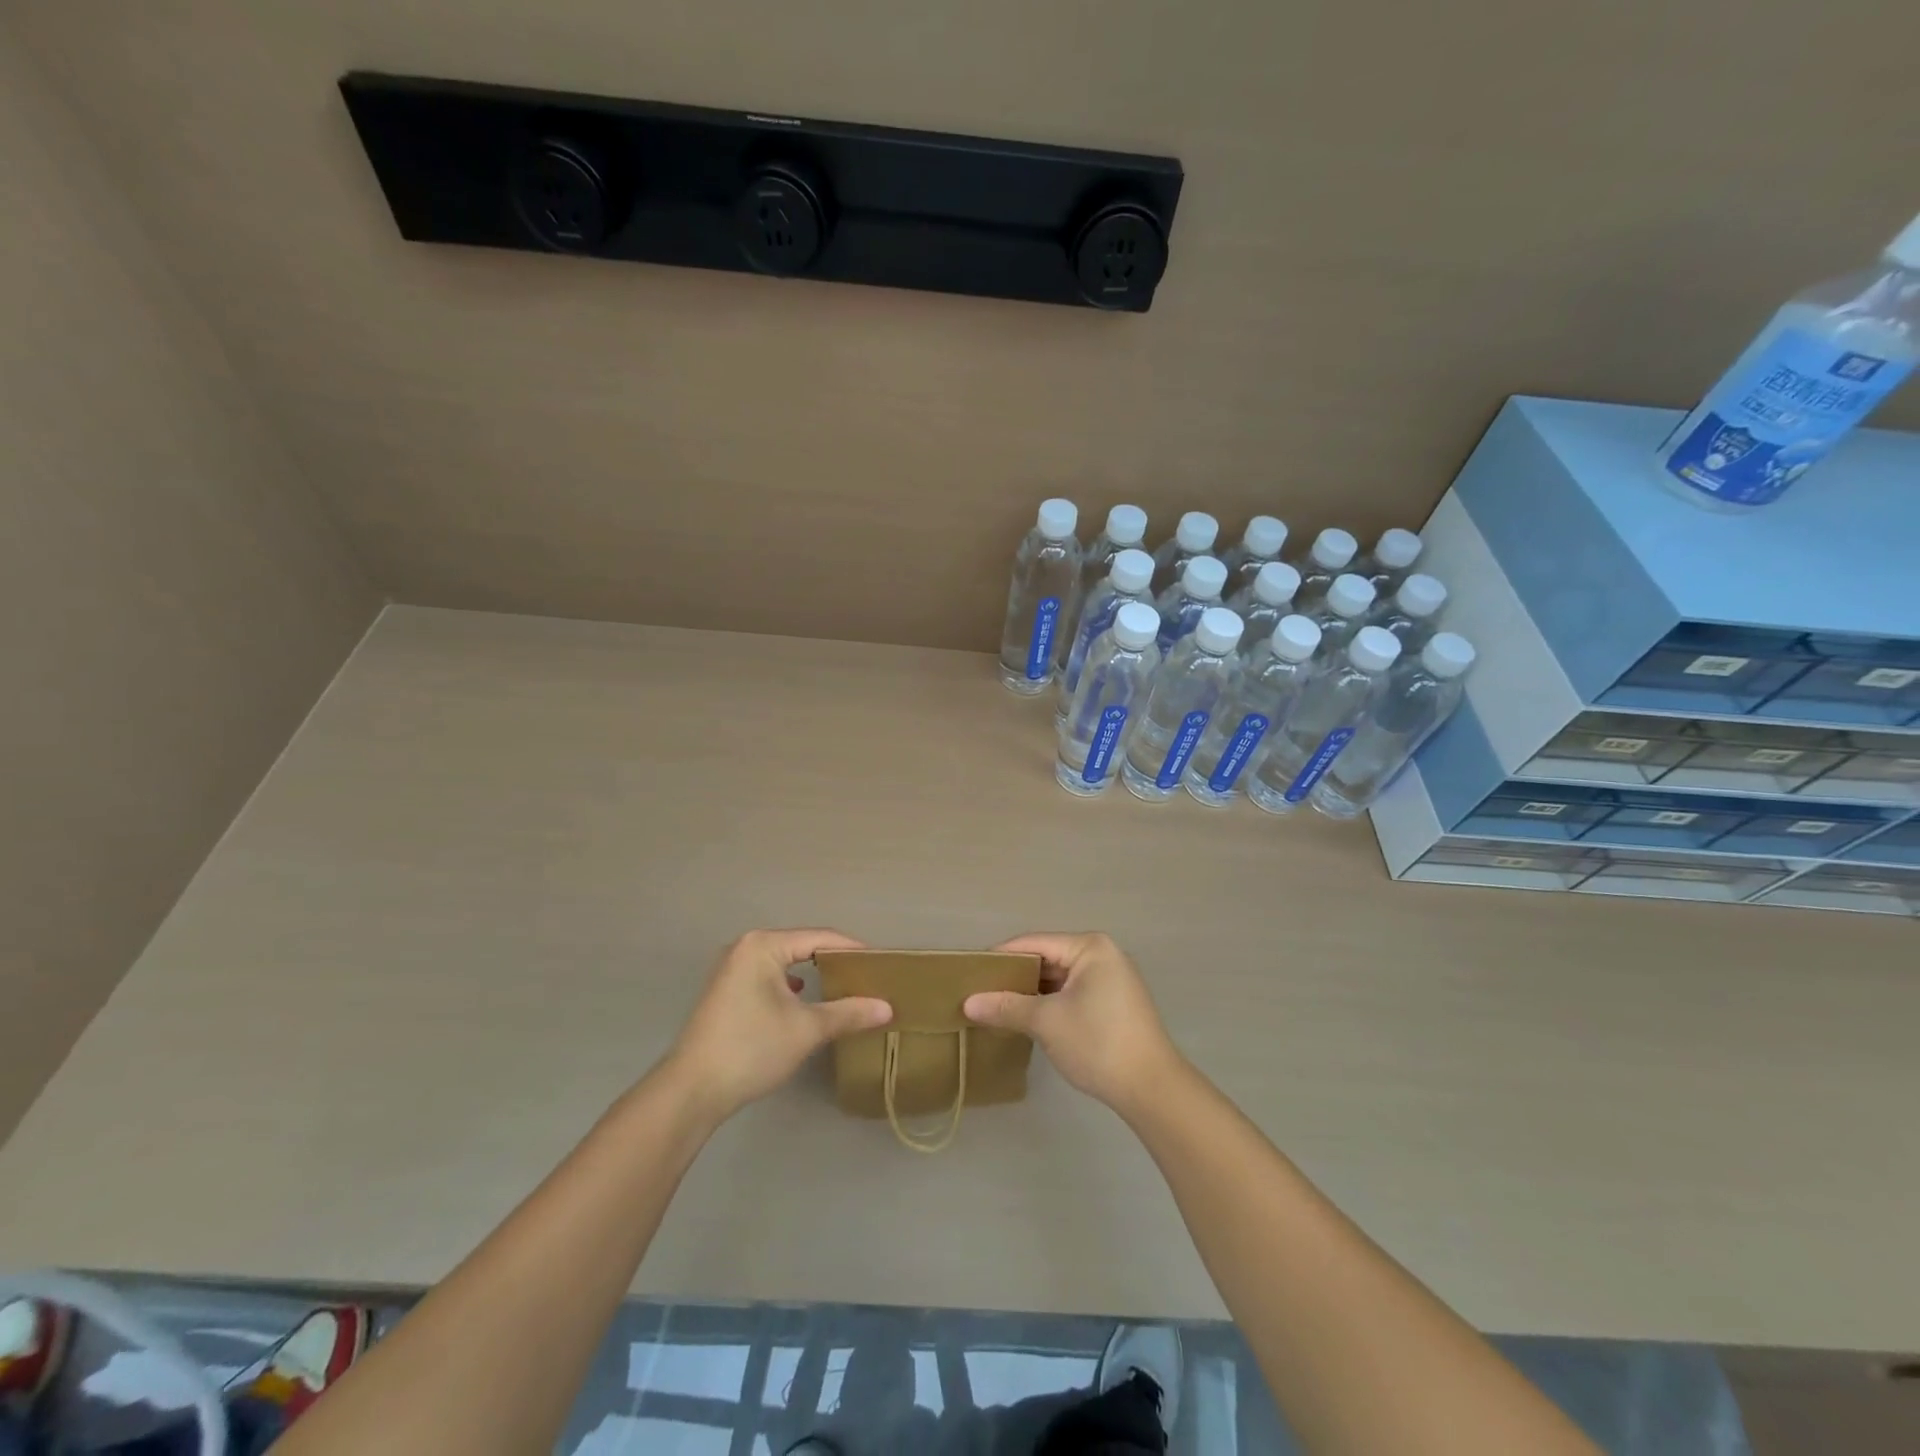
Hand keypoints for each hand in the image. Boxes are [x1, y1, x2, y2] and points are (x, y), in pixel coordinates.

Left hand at [666, 929, 892, 1120]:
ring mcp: (730, 968)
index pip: (820, 937)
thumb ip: (848, 1013)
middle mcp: (745, 947)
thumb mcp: (806, 1029)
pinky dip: (790, 986)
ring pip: (784, 962)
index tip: (881, 964)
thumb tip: (887, 1007)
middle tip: (865, 977)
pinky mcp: (725, 991)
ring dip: (812, 974)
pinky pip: (768, 976)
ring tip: (842, 988)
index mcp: (763, 945)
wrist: (691, 1090)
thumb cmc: (751, 1049)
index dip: (853, 949)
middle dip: (833, 961)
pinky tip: (803, 1001)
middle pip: (801, 946)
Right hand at [964, 933, 1180, 1112]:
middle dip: (1015, 976)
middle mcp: (1103, 954)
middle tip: (980, 991)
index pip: (1034, 943)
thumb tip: (968, 1003)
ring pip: (1060, 978)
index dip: (1000, 957)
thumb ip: (1006, 1007)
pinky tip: (1027, 1018)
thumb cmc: (1098, 1043)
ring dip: (1032, 992)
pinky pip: (1073, 993)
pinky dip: (1050, 1003)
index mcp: (1089, 947)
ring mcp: (1112, 979)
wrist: (1152, 1088)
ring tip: (997, 1005)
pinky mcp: (1115, 1003)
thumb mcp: (1046, 1022)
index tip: (970, 972)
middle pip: (1048, 958)